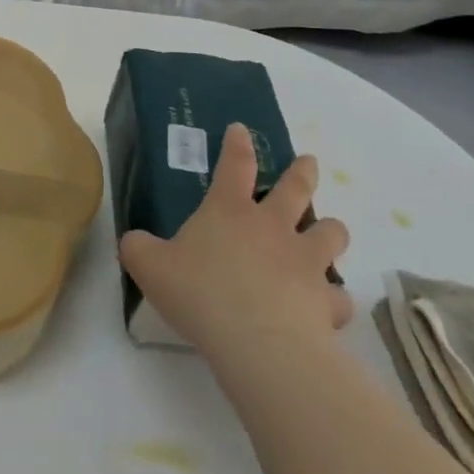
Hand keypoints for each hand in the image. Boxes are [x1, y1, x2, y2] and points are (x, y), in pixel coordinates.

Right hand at [119, 124, 353, 366]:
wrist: (259, 344)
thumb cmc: (200, 294)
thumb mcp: (149, 267)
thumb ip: (139, 248)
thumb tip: (134, 242)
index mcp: (229, 211)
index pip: (234, 165)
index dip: (237, 145)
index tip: (242, 130)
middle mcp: (273, 227)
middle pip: (296, 188)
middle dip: (303, 172)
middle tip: (309, 162)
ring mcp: (306, 261)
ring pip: (331, 233)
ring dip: (331, 229)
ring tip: (329, 231)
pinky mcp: (327, 300)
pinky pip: (338, 297)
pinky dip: (334, 300)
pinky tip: (327, 308)